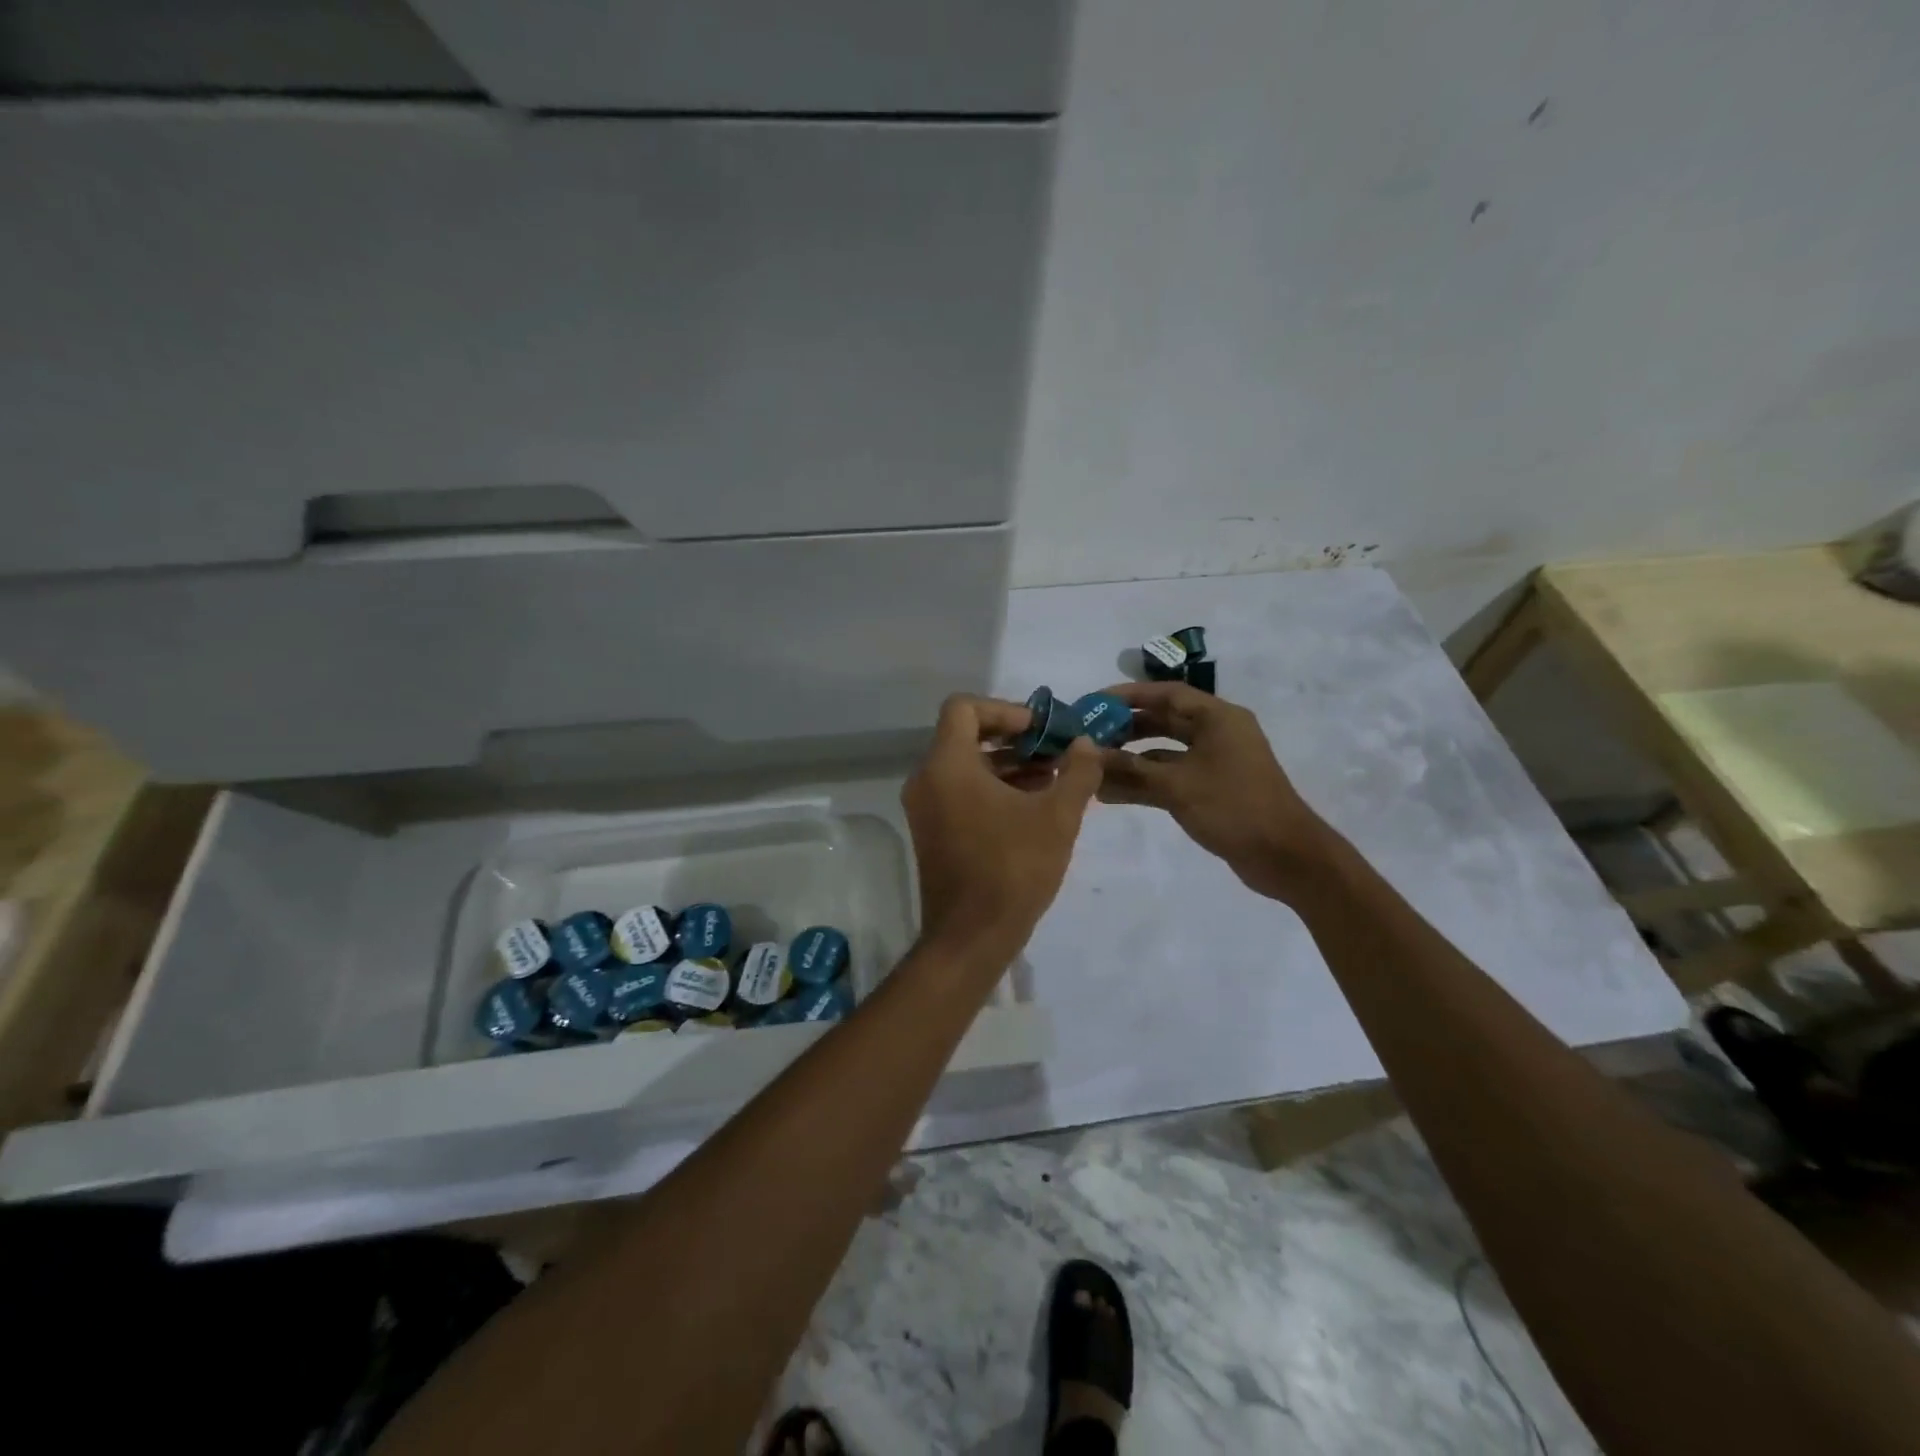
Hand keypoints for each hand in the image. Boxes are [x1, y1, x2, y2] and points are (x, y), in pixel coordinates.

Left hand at [901, 694, 1102, 967]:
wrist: (971, 937)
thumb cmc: (1013, 869)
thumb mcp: (1058, 817)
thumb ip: (1077, 771)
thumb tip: (1084, 744)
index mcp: (947, 765)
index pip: (964, 708)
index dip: (1005, 710)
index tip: (1040, 729)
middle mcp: (927, 779)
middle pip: (965, 736)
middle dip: (1014, 739)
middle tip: (1054, 750)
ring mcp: (925, 807)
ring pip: (965, 766)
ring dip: (1007, 765)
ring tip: (1054, 777)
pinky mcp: (932, 831)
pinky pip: (960, 791)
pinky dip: (993, 788)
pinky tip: (1033, 804)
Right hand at [1095, 682, 1335, 901]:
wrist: (1284, 856)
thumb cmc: (1233, 807)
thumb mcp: (1176, 785)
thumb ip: (1130, 769)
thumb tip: (1090, 756)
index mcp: (1217, 718)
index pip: (1166, 694)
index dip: (1127, 696)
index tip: (1093, 704)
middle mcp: (1217, 733)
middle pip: (1164, 721)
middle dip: (1125, 728)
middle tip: (1088, 737)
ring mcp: (1215, 762)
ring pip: (1164, 752)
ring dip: (1131, 759)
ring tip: (1093, 767)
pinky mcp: (1212, 788)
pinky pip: (1171, 776)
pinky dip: (1145, 781)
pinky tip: (1112, 793)